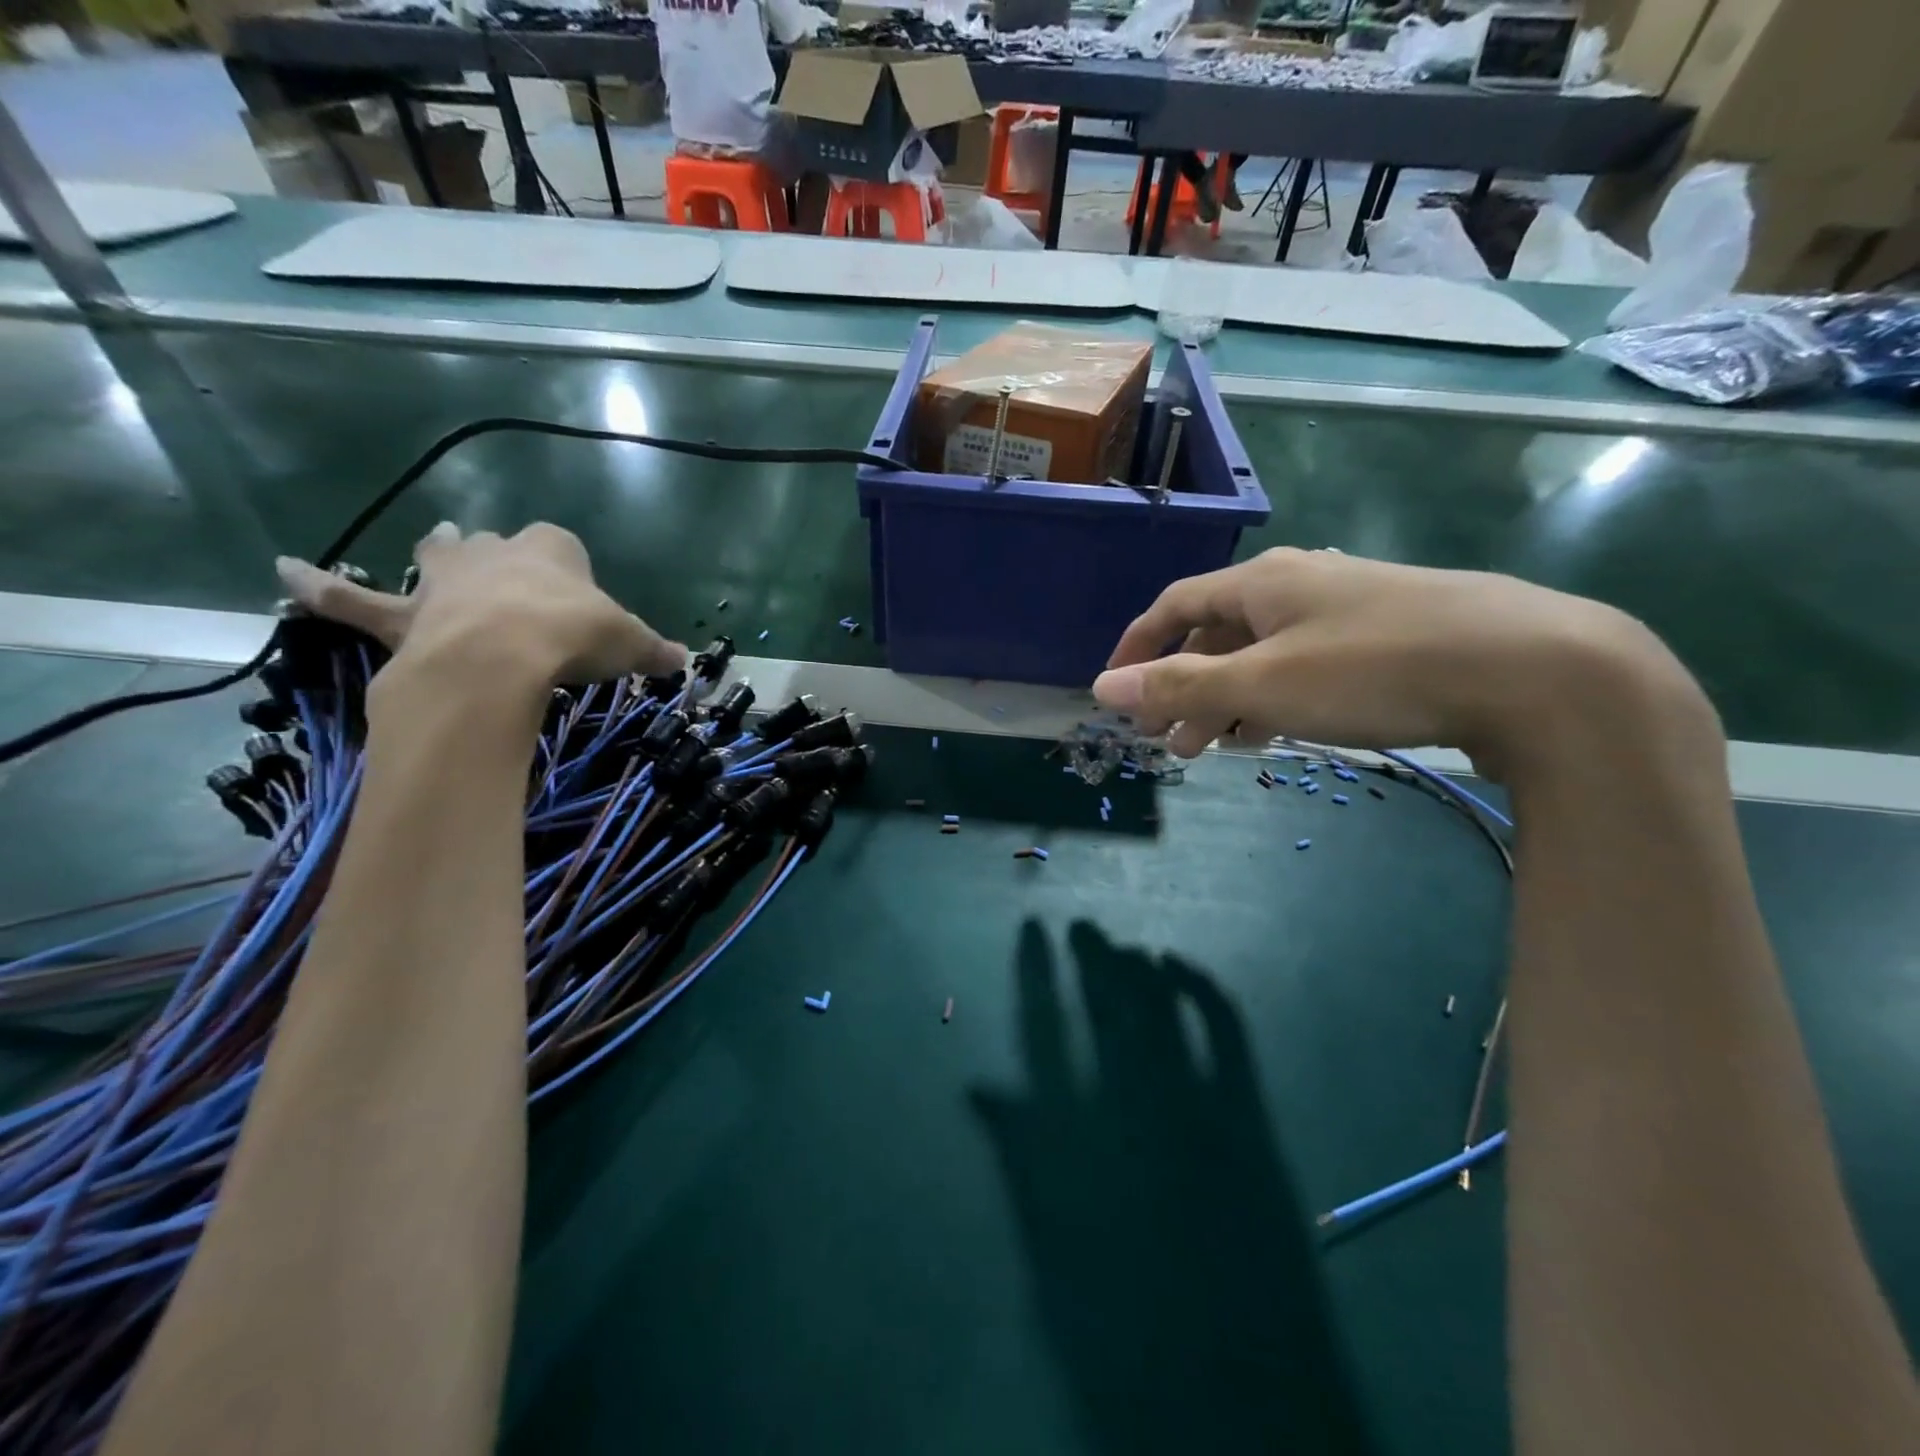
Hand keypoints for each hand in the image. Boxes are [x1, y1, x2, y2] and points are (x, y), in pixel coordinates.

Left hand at [275, 523, 684, 695]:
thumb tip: (686, 662)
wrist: (502, 657)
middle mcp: (496, 554)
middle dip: (501, 553)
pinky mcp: (405, 615)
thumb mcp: (629, 645)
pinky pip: (353, 598)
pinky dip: (318, 585)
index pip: (564, 545)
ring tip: (439, 547)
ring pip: (437, 556)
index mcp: (553, 552)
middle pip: (496, 543)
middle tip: (508, 571)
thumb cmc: (573, 637)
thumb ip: (653, 650)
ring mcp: (446, 581)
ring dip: (439, 554)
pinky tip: (280, 569)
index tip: (579, 596)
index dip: (571, 568)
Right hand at [1093, 548, 1710, 772]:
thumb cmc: (1375, 670)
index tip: (1116, 691)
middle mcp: (1300, 584)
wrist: (1534, 669)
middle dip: (1183, 687)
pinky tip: (1276, 731)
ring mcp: (1348, 609)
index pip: (1175, 605)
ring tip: (1214, 748)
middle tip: (1167, 740)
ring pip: (1263, 654)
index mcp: (1262, 582)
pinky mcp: (1388, 638)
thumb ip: (1180, 687)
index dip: (1138, 647)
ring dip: (1227, 699)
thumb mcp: (1264, 684)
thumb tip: (1103, 688)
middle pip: (1217, 634)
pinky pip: (1304, 666)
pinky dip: (1274, 699)